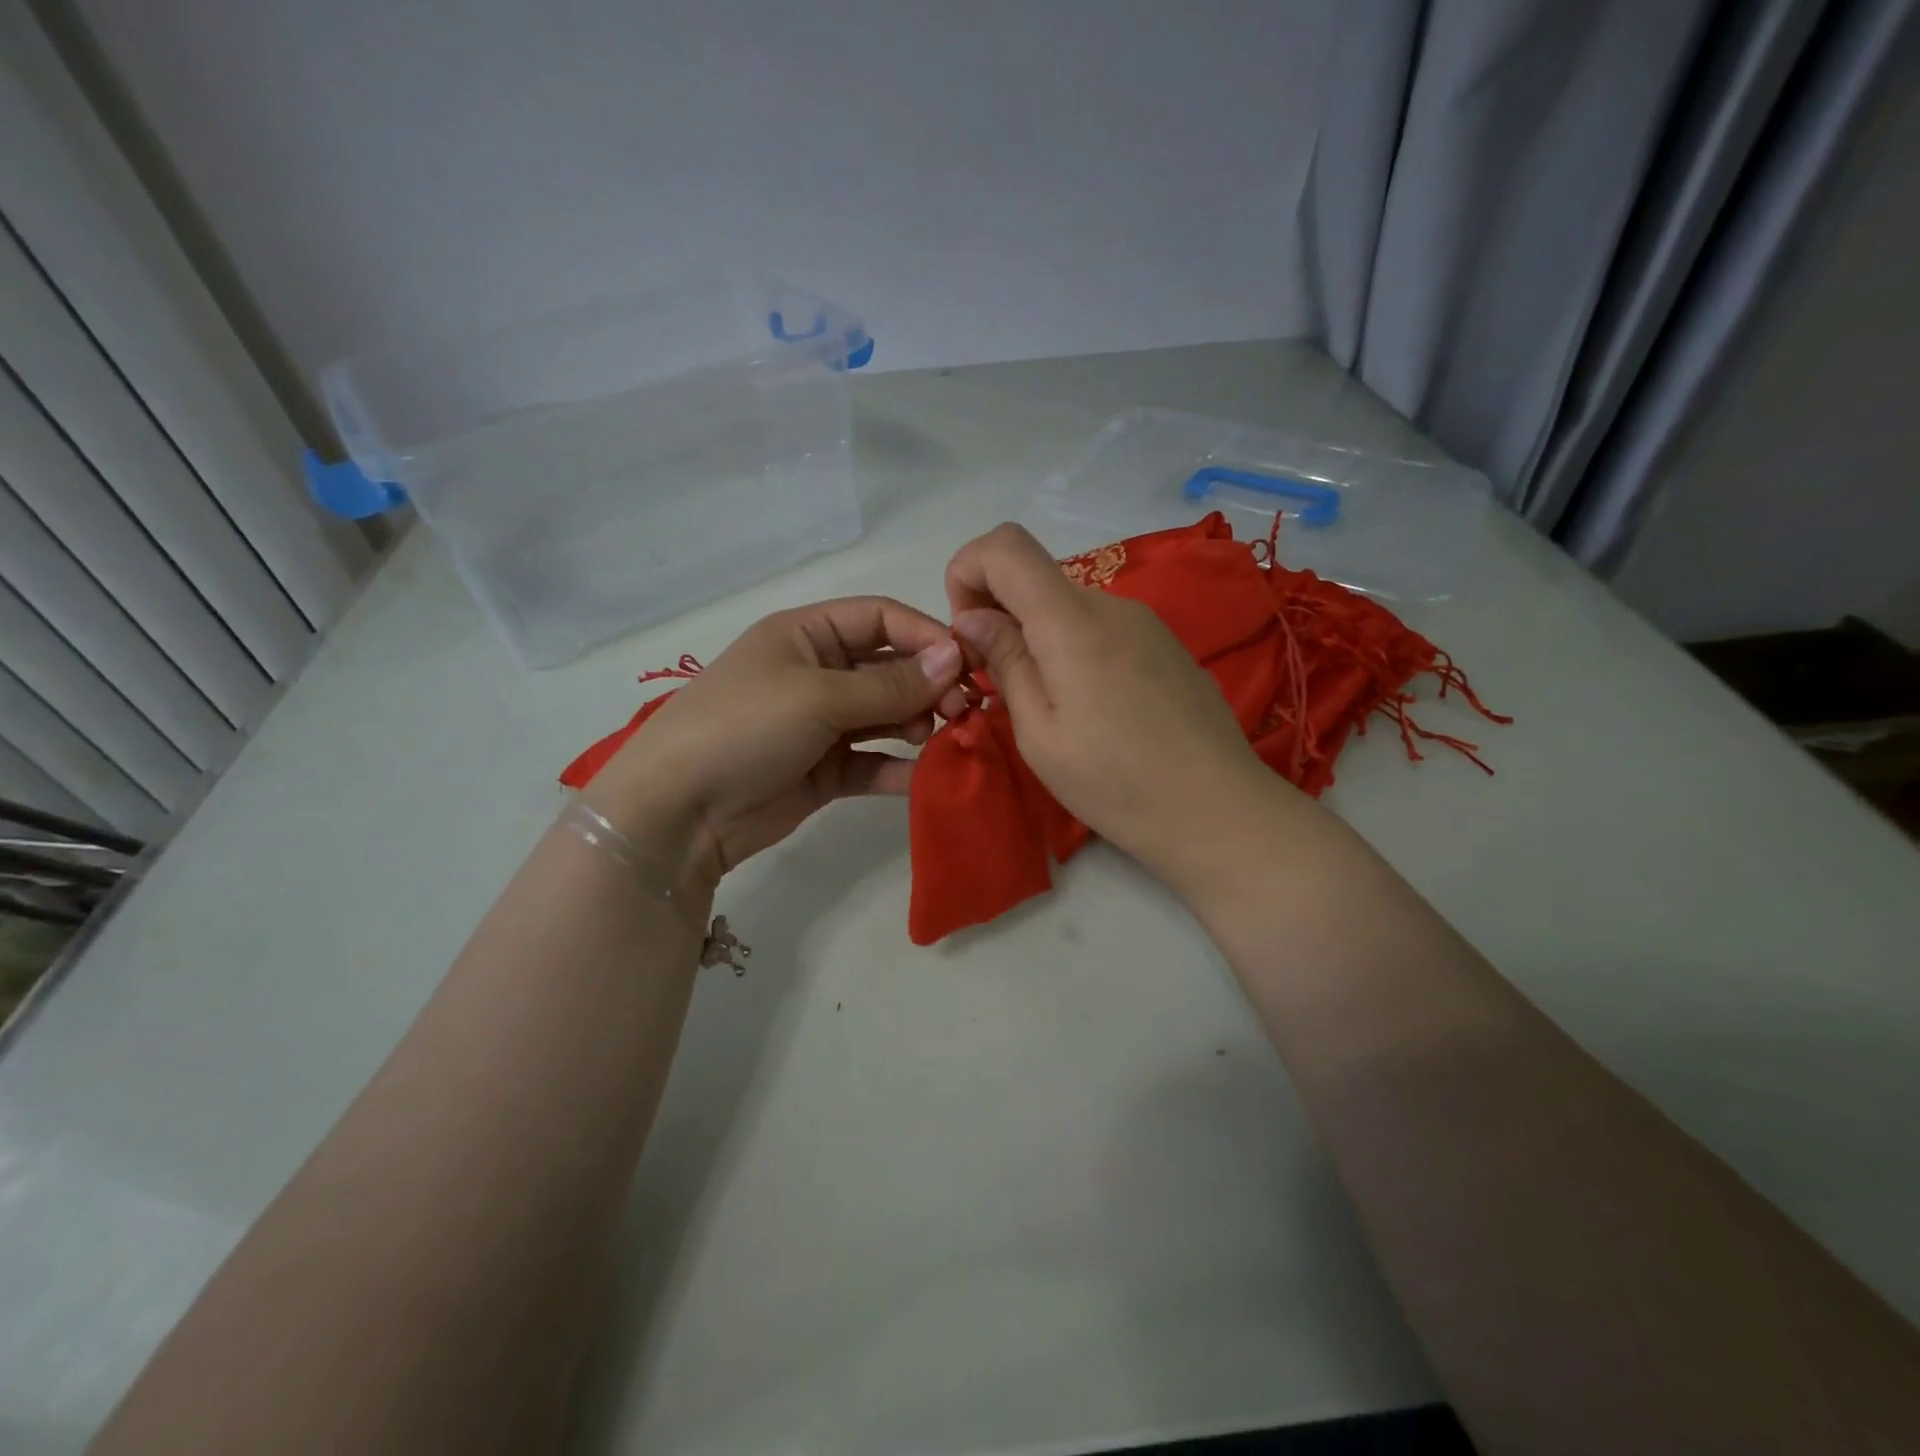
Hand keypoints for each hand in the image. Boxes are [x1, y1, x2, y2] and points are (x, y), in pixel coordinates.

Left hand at [585, 597, 962, 891]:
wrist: (679, 811)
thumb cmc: (744, 727)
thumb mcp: (817, 696)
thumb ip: (889, 684)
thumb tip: (954, 659)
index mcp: (807, 635)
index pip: (880, 619)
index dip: (925, 635)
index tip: (966, 663)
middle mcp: (817, 673)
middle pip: (889, 668)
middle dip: (928, 684)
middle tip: (960, 710)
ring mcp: (822, 725)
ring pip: (886, 716)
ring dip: (918, 724)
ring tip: (941, 737)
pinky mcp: (825, 771)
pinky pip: (873, 762)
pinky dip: (900, 768)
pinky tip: (927, 775)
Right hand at [944, 523, 1279, 887]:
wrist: (1218, 810)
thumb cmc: (1115, 782)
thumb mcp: (1040, 734)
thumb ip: (1005, 662)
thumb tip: (973, 617)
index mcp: (1071, 621)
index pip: (1005, 546)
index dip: (967, 572)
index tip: (968, 633)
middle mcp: (1111, 604)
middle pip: (1035, 576)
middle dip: (998, 615)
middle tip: (996, 683)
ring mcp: (1145, 622)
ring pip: (1067, 605)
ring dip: (1036, 636)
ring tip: (1045, 704)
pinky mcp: (1165, 644)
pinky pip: (1101, 627)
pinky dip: (1072, 648)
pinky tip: (1089, 707)